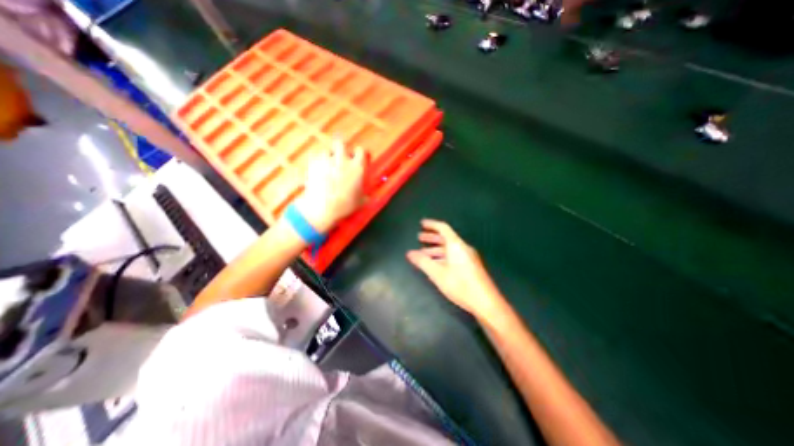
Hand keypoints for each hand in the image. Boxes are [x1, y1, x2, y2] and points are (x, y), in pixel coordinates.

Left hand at [296, 140, 366, 232]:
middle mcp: (342, 160)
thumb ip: (365, 195)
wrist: (322, 208)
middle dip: (341, 148)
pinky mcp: (313, 164)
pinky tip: (318, 169)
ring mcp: (327, 160)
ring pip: (327, 150)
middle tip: (341, 157)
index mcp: (357, 167)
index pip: (360, 151)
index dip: (359, 153)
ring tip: (328, 164)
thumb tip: (368, 196)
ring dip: (328, 155)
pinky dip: (317, 162)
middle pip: (341, 143)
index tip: (358, 157)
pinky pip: (315, 158)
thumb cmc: (345, 205)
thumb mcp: (360, 201)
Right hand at [405, 220, 504, 322]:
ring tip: (424, 253)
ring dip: (436, 249)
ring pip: (449, 248)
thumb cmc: (460, 285)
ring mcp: (468, 257)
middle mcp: (463, 248)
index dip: (431, 224)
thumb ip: (423, 262)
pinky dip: (442, 257)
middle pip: (446, 238)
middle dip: (431, 238)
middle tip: (419, 238)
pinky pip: (454, 256)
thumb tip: (410, 253)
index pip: (443, 228)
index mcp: (456, 245)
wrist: (485, 302)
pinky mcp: (471, 266)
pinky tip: (436, 265)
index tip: (421, 224)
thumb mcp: (438, 274)